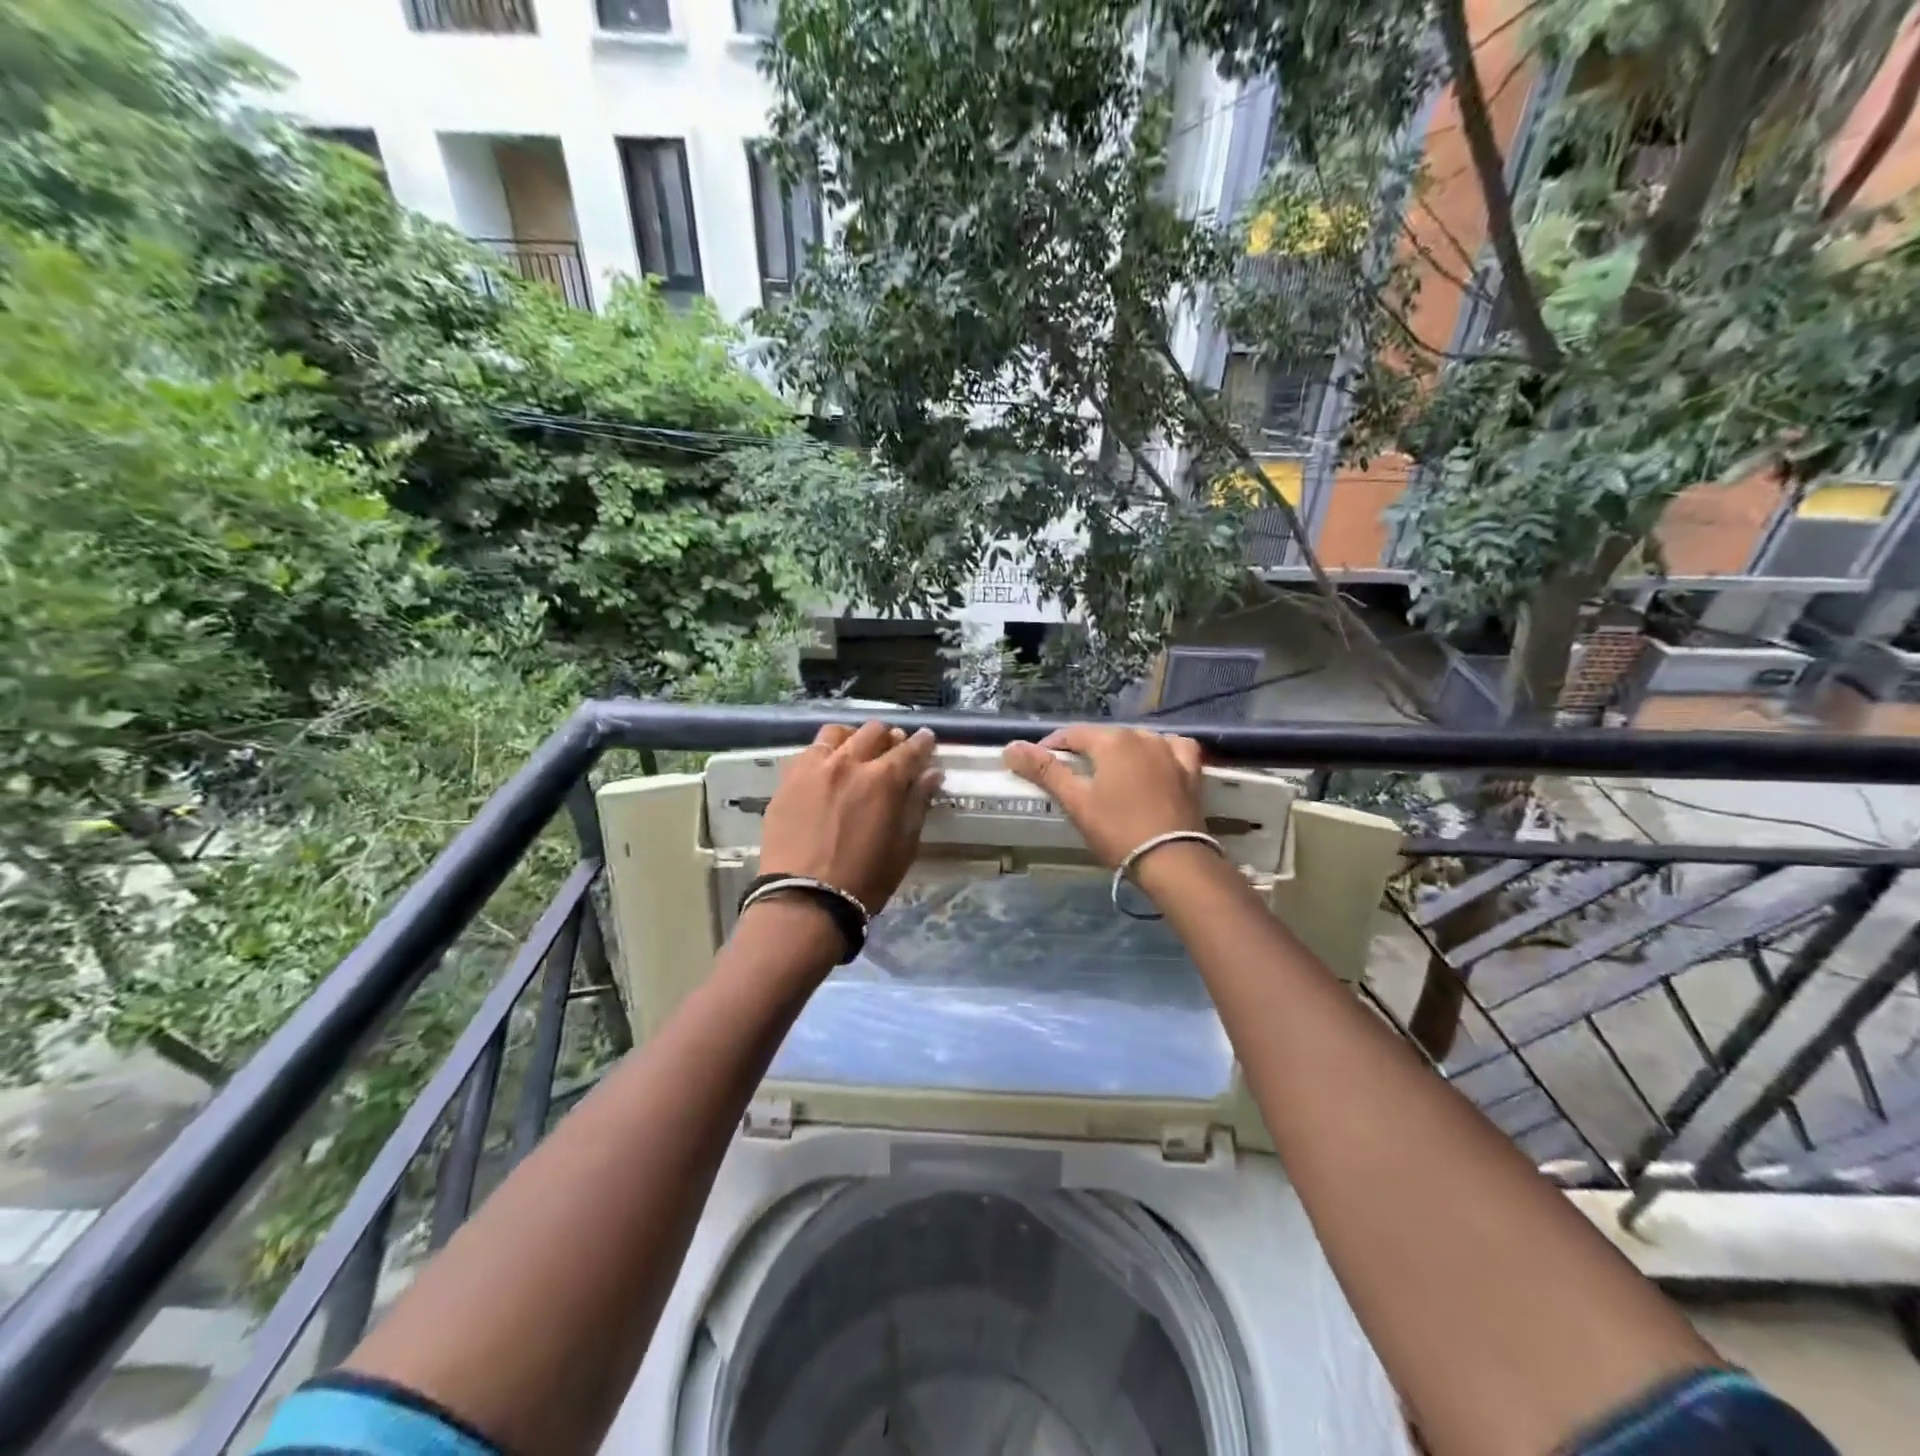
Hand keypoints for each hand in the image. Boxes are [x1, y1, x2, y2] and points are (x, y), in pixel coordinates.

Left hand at [760, 722, 942, 913]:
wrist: (804, 899)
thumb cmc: (864, 879)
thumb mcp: (903, 846)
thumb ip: (917, 804)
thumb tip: (931, 774)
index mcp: (883, 779)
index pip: (910, 749)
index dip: (923, 742)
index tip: (927, 739)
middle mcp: (848, 762)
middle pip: (874, 731)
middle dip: (889, 737)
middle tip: (893, 750)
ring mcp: (814, 767)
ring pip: (837, 732)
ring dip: (853, 737)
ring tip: (856, 751)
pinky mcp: (788, 779)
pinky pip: (809, 751)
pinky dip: (825, 752)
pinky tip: (827, 767)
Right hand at [1003, 725, 1204, 867]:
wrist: (1174, 861)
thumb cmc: (1118, 831)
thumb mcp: (1076, 802)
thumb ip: (1045, 771)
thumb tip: (1011, 747)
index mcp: (1112, 741)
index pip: (1071, 735)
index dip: (1051, 748)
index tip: (1038, 766)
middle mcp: (1142, 736)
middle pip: (1104, 737)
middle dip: (1084, 752)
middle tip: (1071, 777)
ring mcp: (1170, 751)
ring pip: (1137, 741)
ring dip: (1120, 752)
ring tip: (1108, 775)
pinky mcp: (1191, 771)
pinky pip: (1172, 750)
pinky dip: (1159, 753)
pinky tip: (1155, 763)